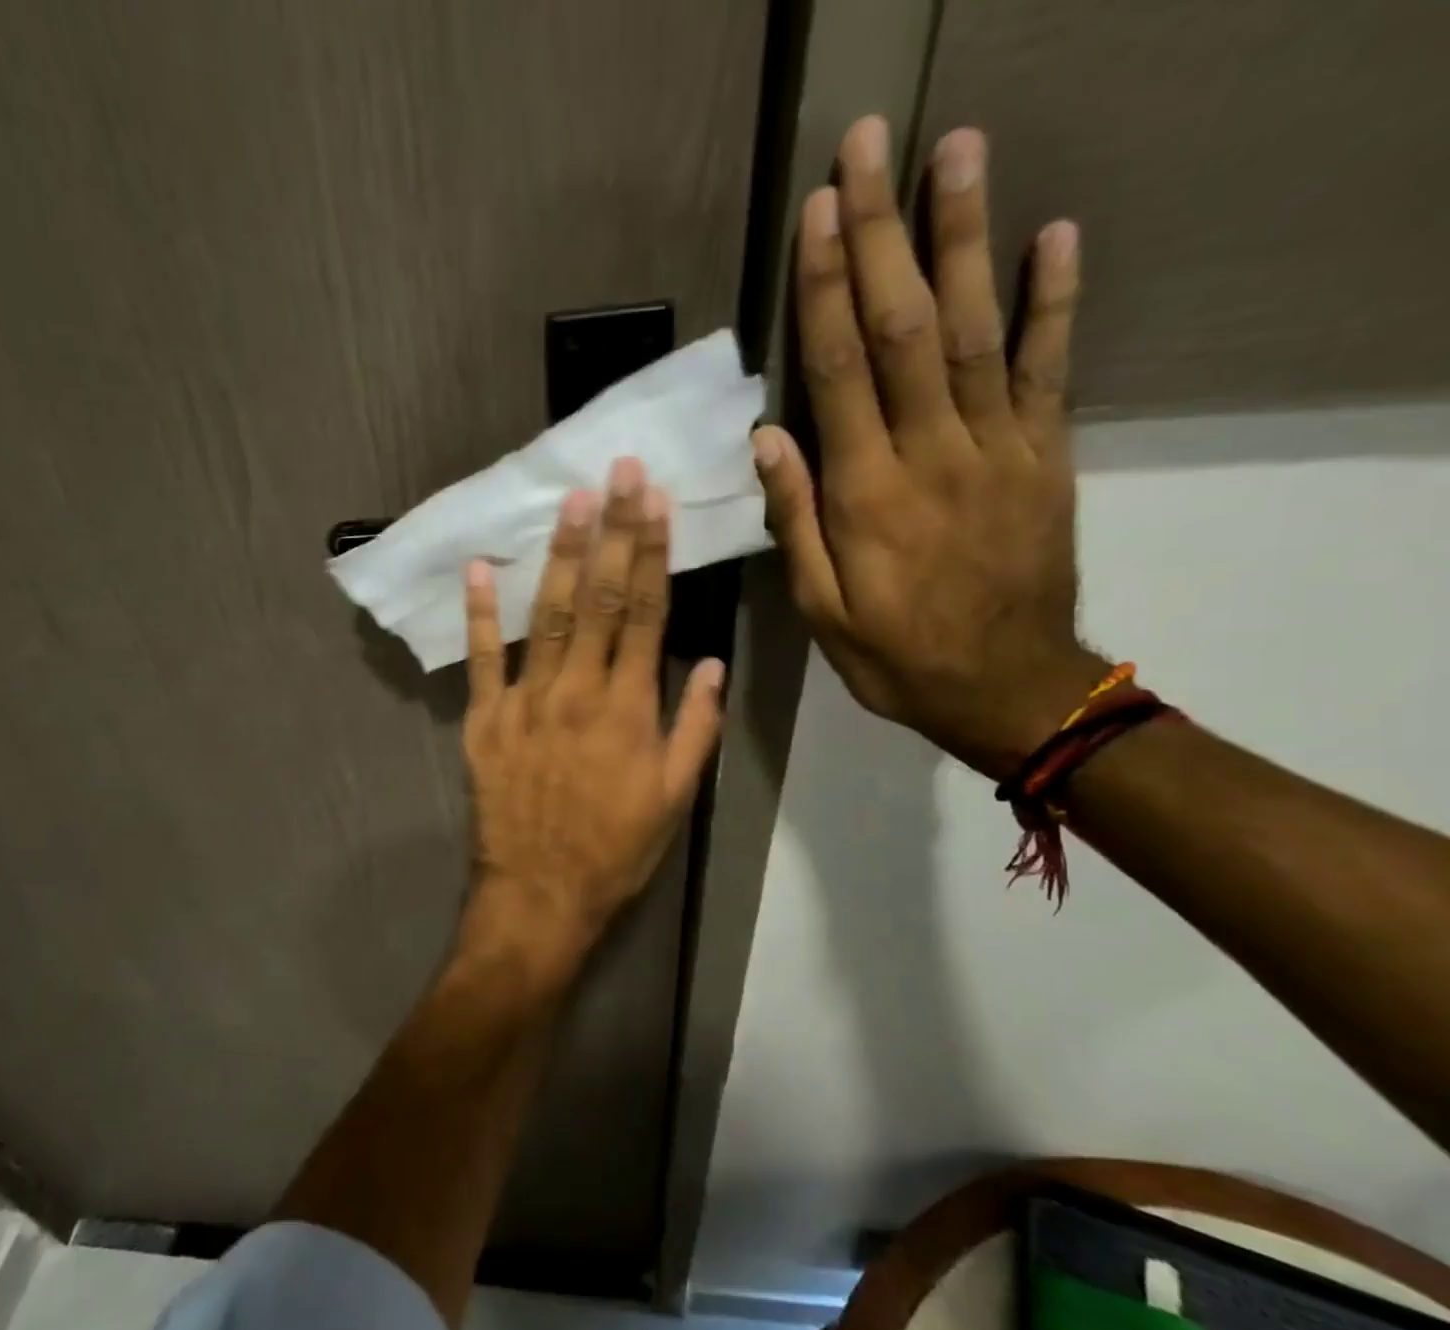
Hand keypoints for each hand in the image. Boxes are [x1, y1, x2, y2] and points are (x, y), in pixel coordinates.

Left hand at [460, 459, 724, 976]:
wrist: (539, 893)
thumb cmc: (614, 850)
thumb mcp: (674, 798)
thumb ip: (694, 727)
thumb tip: (708, 663)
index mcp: (628, 709)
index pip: (646, 614)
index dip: (652, 553)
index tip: (657, 501)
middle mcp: (576, 692)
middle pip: (600, 600)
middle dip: (612, 532)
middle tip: (618, 472)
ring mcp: (524, 703)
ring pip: (547, 617)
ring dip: (560, 557)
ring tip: (572, 503)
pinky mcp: (484, 721)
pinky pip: (482, 659)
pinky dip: (481, 614)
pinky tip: (481, 568)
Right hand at [754, 116, 1107, 778]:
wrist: (1006, 687)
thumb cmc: (895, 655)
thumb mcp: (821, 610)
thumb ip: (798, 521)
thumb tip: (768, 438)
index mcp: (868, 495)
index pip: (839, 373)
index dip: (824, 290)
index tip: (817, 214)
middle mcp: (933, 454)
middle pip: (905, 328)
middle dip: (884, 235)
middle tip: (872, 148)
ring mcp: (999, 448)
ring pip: (979, 329)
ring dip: (967, 236)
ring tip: (957, 151)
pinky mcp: (1045, 455)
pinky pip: (1050, 369)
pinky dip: (1055, 299)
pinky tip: (1056, 234)